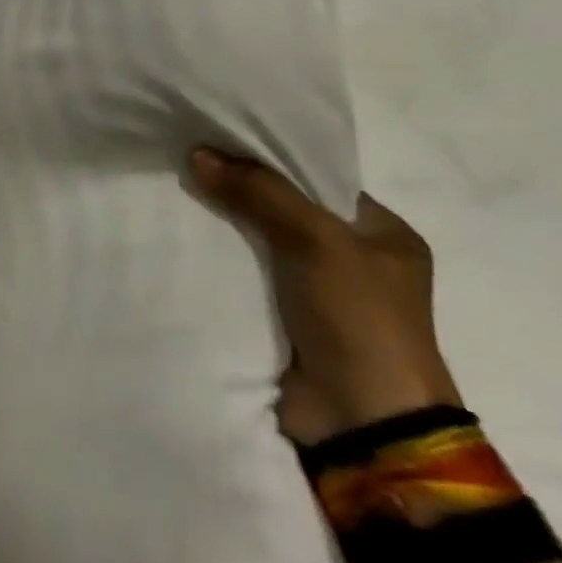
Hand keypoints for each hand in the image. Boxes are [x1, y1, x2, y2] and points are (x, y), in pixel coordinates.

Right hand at [190, 148, 460, 443]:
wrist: (363, 422)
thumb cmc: (359, 317)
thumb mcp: (316, 238)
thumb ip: (259, 192)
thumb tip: (198, 154)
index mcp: (384, 234)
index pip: (318, 179)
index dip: (270, 159)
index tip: (219, 140)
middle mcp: (354, 259)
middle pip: (285, 209)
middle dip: (241, 190)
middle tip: (191, 163)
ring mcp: (319, 294)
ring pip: (261, 243)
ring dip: (226, 226)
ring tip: (177, 192)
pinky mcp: (286, 321)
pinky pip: (248, 277)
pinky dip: (221, 262)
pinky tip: (184, 237)